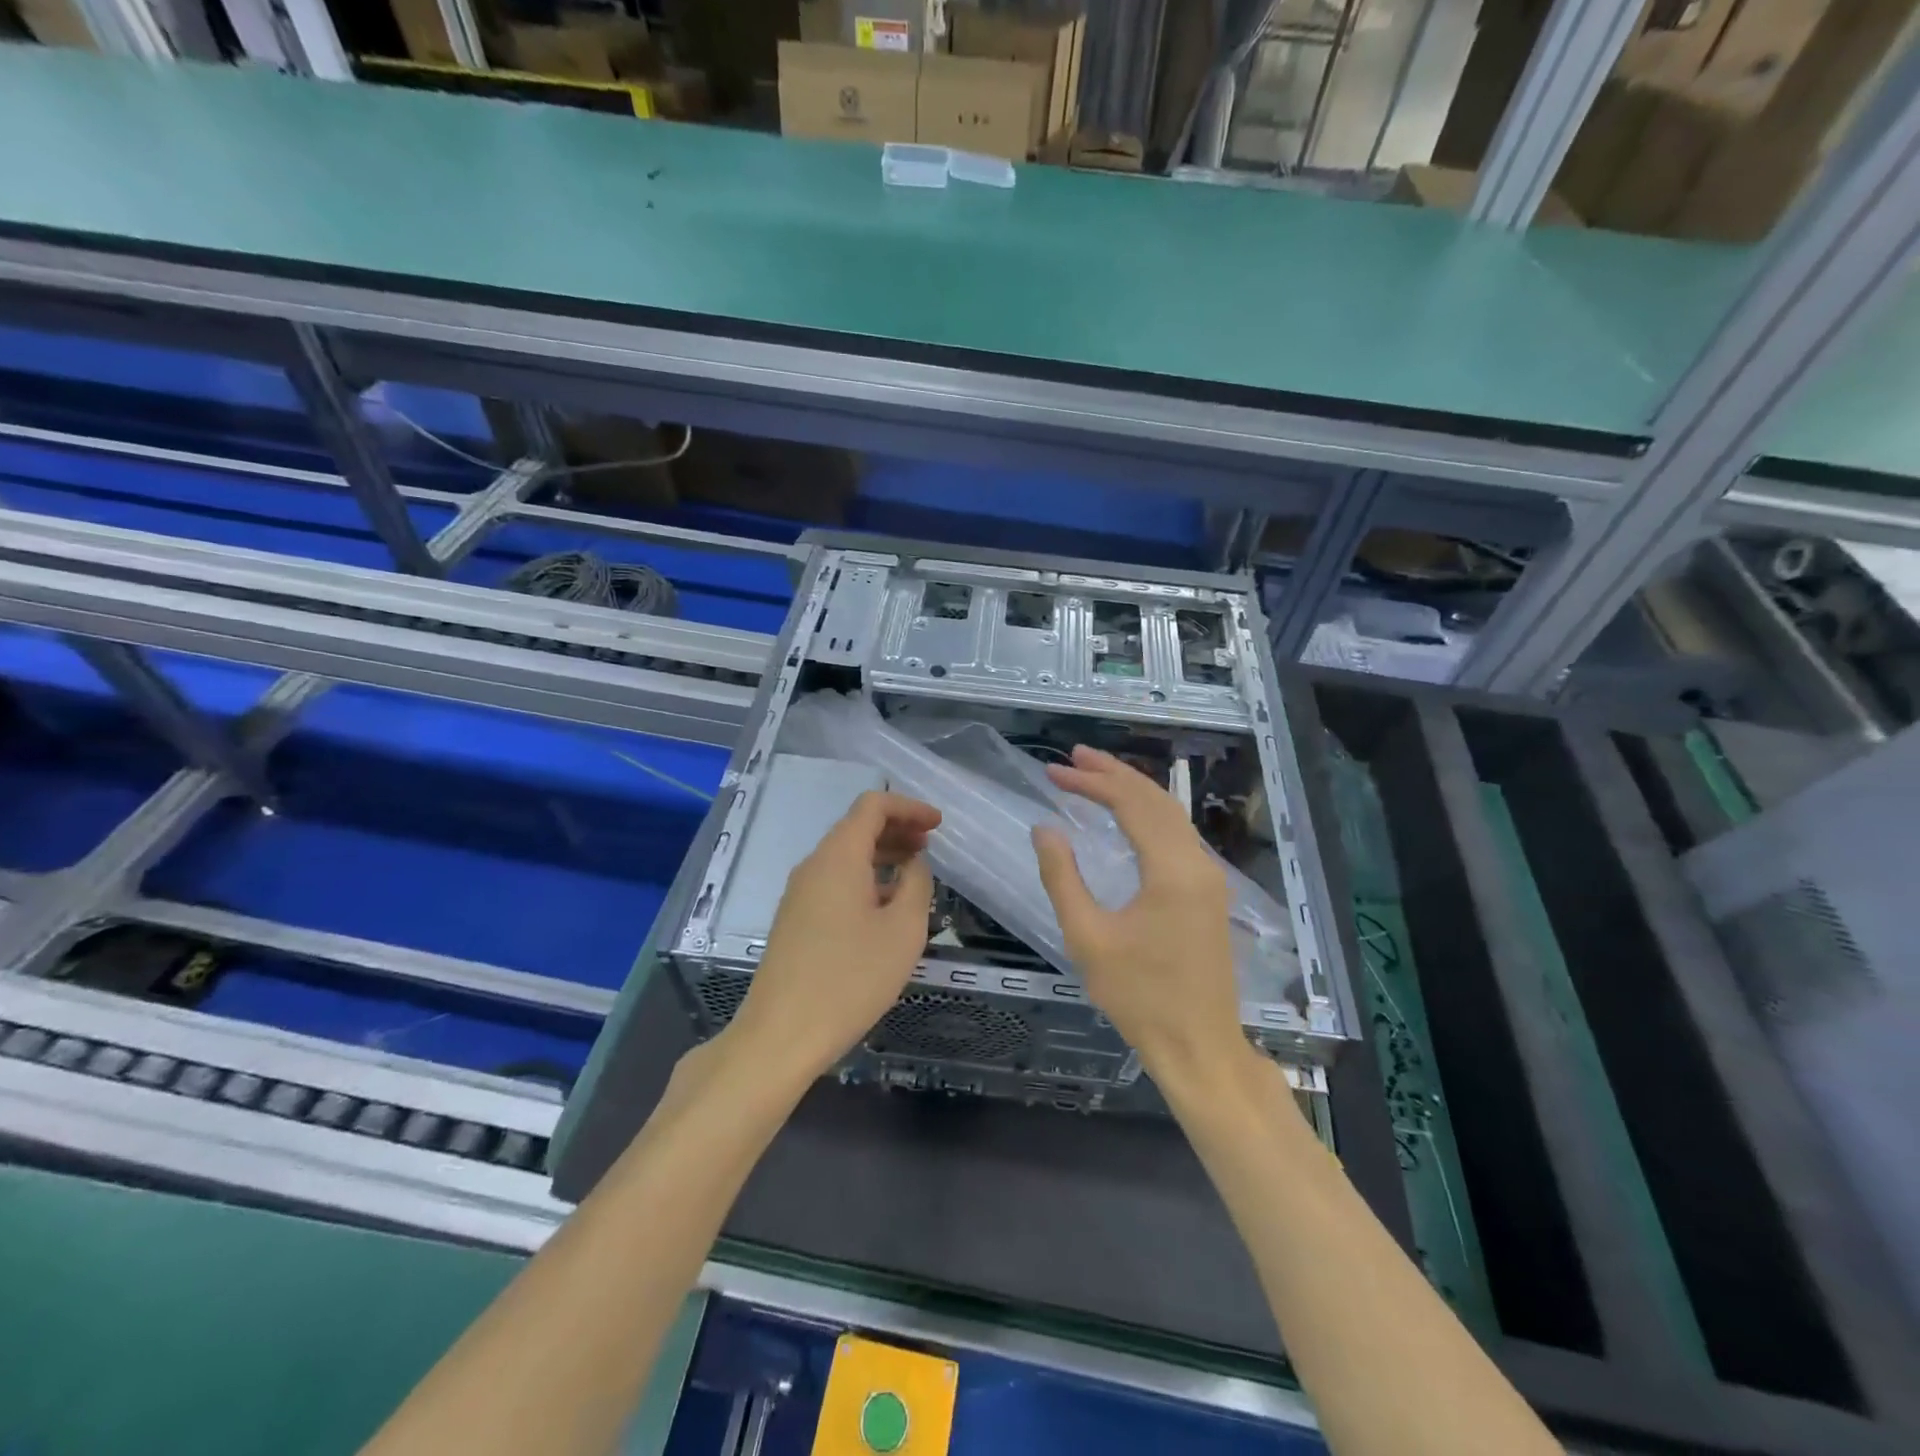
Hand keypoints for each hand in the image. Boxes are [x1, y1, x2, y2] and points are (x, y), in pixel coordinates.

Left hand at [728, 790, 941, 1080]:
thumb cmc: (850, 978)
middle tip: (930, 846)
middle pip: (856, 828)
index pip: (872, 806)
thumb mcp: (902, 930)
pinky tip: (884, 908)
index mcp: (838, 857)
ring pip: (844, 857)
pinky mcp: (794, 920)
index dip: (909, 807)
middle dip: (896, 829)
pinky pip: (834, 882)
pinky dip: (864, 879)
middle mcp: (814, 865)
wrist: (781, 1035)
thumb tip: (913, 864)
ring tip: (914, 876)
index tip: (938, 825)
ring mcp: (799, 893)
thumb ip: (916, 885)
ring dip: (881, 856)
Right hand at [1031, 747, 1252, 1091]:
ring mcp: (1208, 878)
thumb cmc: (1140, 997)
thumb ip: (1062, 877)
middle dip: (1112, 774)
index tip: (1054, 771)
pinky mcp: (1208, 893)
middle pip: (1155, 799)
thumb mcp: (1088, 938)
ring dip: (1132, 790)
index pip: (1131, 804)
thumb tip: (1045, 829)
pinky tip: (1127, 814)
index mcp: (1171, 870)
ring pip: (1171, 814)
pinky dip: (1148, 813)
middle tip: (1072, 757)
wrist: (1199, 1046)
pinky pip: (1177, 835)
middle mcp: (1197, 863)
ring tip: (1094, 773)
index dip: (1092, 782)